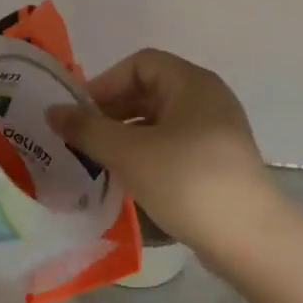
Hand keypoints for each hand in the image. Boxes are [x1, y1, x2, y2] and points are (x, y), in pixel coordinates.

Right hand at [48, 49, 277, 252]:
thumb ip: (87, 129)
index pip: (140, 64)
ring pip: (158, 122)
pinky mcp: (215, 164)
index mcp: (192, 84)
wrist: (249, 238)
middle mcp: (207, 100)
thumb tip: (52, 111)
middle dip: (110, 111)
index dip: (104, 82)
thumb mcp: (128, 152)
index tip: (78, 113)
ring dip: (124, 136)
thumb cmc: (187, 181)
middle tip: (79, 139)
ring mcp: (214, 133)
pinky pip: (171, 146)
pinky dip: (144, 155)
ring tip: (96, 161)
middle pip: (148, 91)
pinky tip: (125, 180)